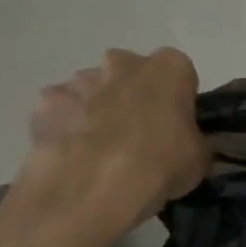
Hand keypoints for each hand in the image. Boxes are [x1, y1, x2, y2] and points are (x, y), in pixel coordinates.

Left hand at [25, 48, 210, 220]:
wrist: (95, 184)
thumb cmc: (160, 163)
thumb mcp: (198, 159)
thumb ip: (193, 142)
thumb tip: (186, 146)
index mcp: (169, 68)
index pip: (179, 75)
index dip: (176, 101)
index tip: (175, 128)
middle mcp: (123, 62)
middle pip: (130, 74)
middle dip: (132, 97)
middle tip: (136, 137)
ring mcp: (80, 79)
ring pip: (92, 90)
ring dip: (97, 111)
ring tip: (100, 153)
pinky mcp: (47, 102)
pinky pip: (61, 112)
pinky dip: (65, 128)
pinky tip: (71, 157)